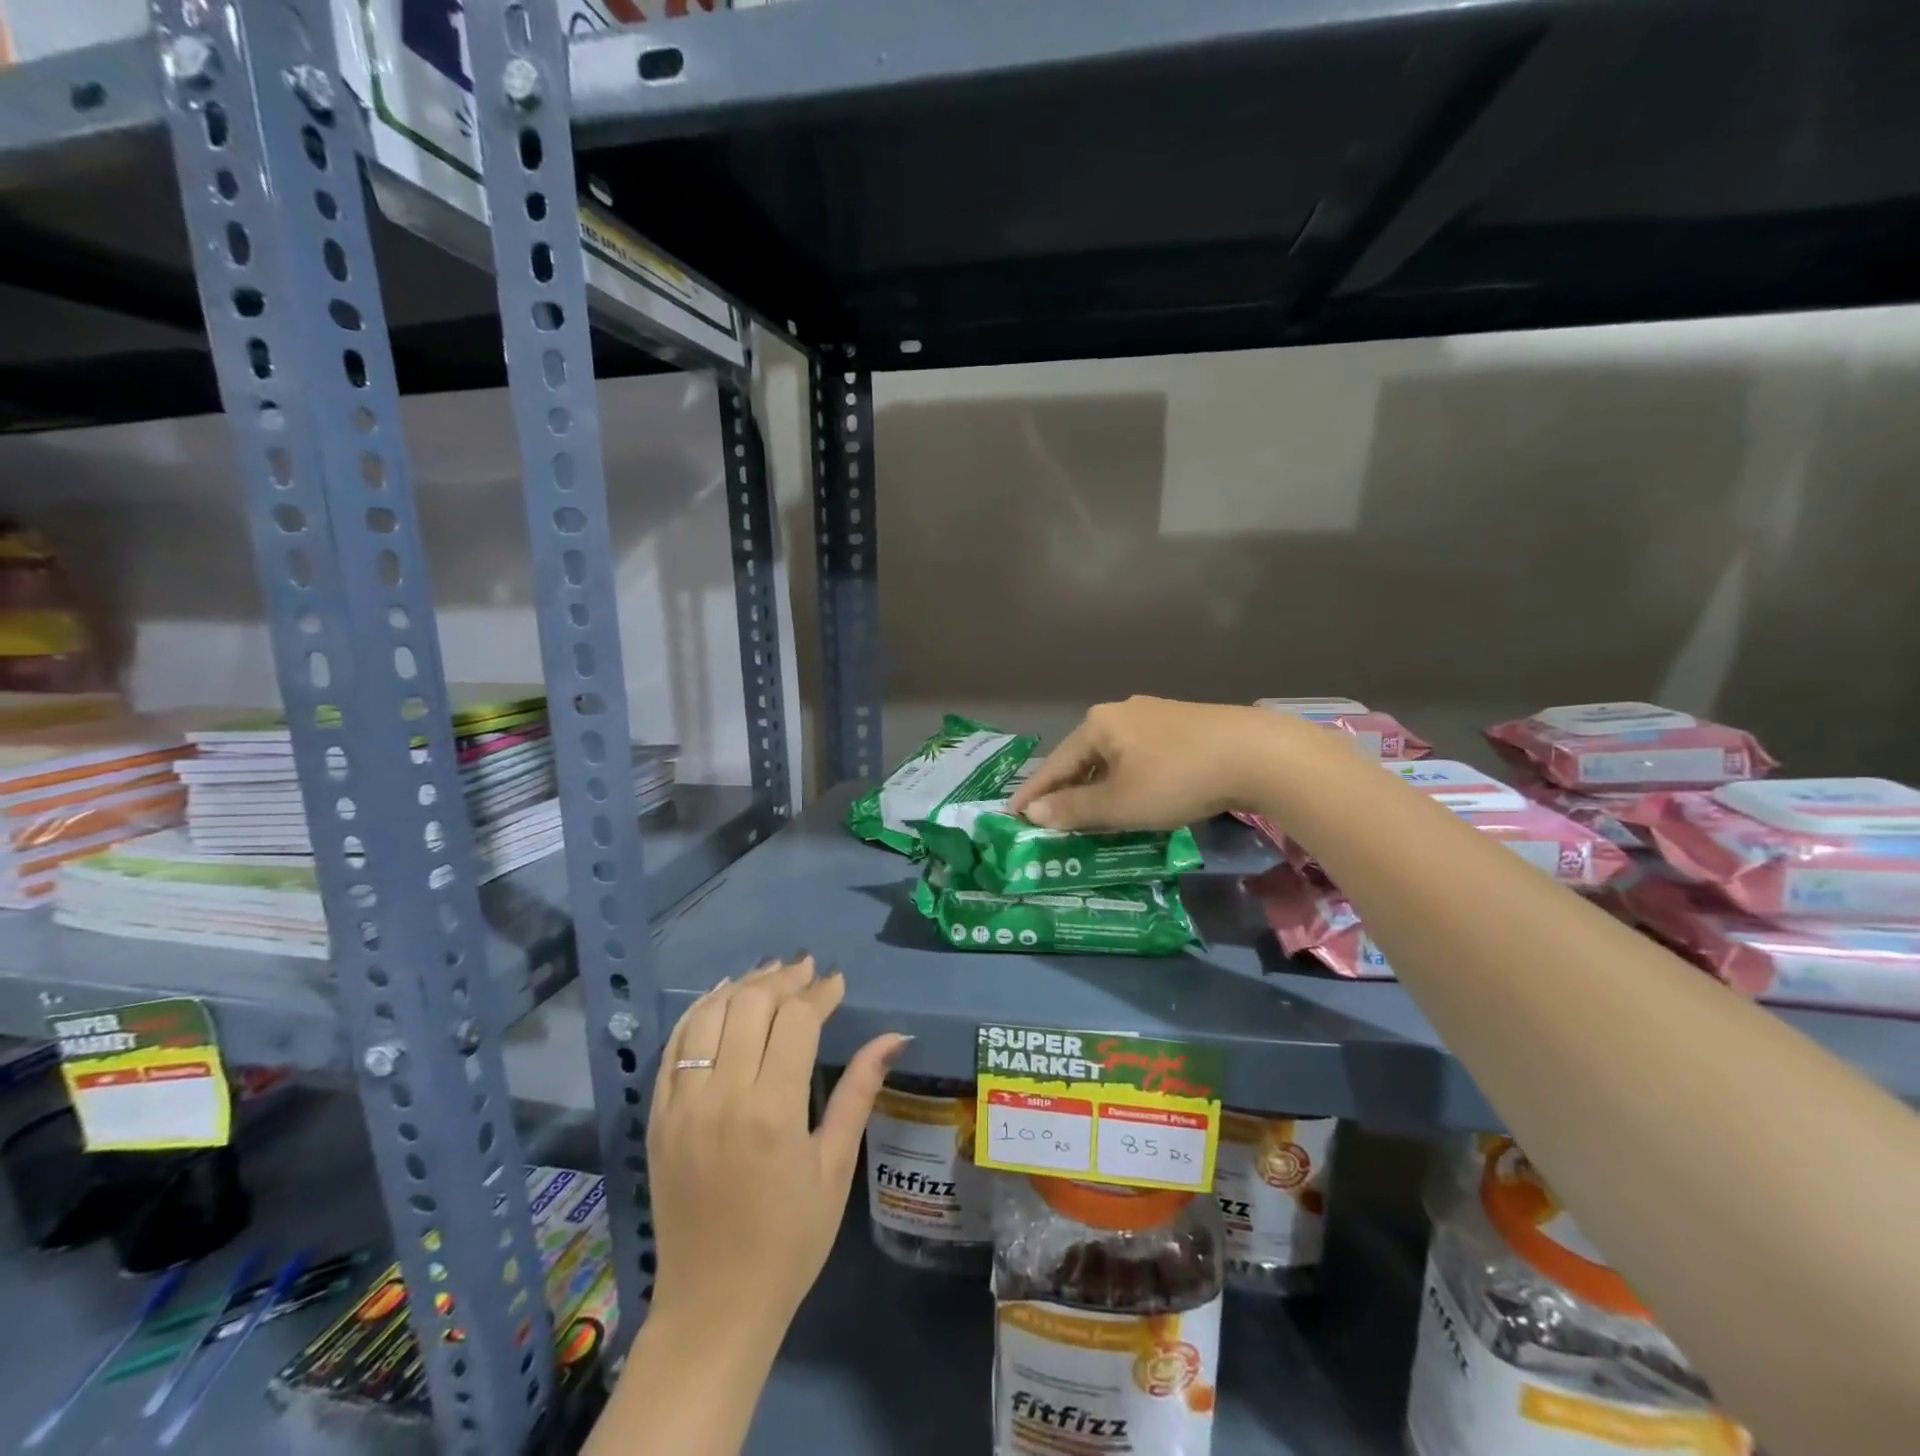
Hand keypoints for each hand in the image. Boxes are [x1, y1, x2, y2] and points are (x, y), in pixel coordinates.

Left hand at [645, 956, 908, 1341]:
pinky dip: (699, 1012)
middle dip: (783, 979)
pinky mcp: (657, 1117)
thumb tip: (895, 1036)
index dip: (820, 993)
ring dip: (742, 986)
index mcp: (773, 1111)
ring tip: (770, 976)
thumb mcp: (835, 1166)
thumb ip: (859, 1092)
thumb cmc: (790, 1241)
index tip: (837, 983)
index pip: (796, 1020)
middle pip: (750, 1004)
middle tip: (807, 971)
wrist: (714, 1307)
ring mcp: (682, 1105)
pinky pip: (675, 1046)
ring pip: (709, 1014)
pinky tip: (722, 998)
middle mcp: (722, 1096)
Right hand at [1009, 696, 1299, 829]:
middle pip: (1082, 757)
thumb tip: (1033, 812)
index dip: (1033, 793)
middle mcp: (1121, 712)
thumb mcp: (1119, 803)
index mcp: (1097, 725)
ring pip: (1113, 757)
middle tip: (1051, 819)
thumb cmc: (1176, 778)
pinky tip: (1134, 795)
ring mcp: (1154, 715)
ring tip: (1090, 813)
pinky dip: (1126, 779)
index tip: (1012, 815)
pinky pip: (1139, 756)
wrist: (1257, 754)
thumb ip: (1074, 810)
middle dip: (1067, 790)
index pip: (1055, 764)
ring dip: (1098, 786)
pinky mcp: (1183, 725)